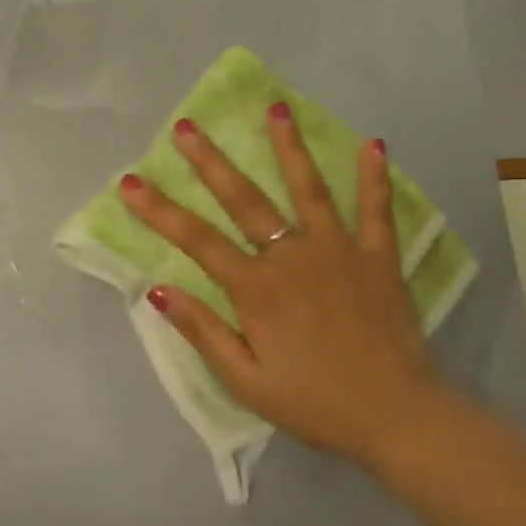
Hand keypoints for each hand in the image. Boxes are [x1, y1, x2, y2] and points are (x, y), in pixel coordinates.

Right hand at [118, 105, 448, 466]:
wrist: (396, 416)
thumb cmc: (312, 402)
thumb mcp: (244, 379)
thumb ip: (202, 331)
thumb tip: (157, 290)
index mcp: (256, 289)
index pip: (196, 241)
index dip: (159, 210)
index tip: (130, 182)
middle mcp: (293, 257)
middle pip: (245, 201)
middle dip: (210, 162)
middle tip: (188, 126)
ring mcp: (340, 252)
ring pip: (309, 190)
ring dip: (289, 148)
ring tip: (275, 108)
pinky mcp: (379, 258)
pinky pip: (377, 211)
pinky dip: (375, 178)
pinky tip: (373, 144)